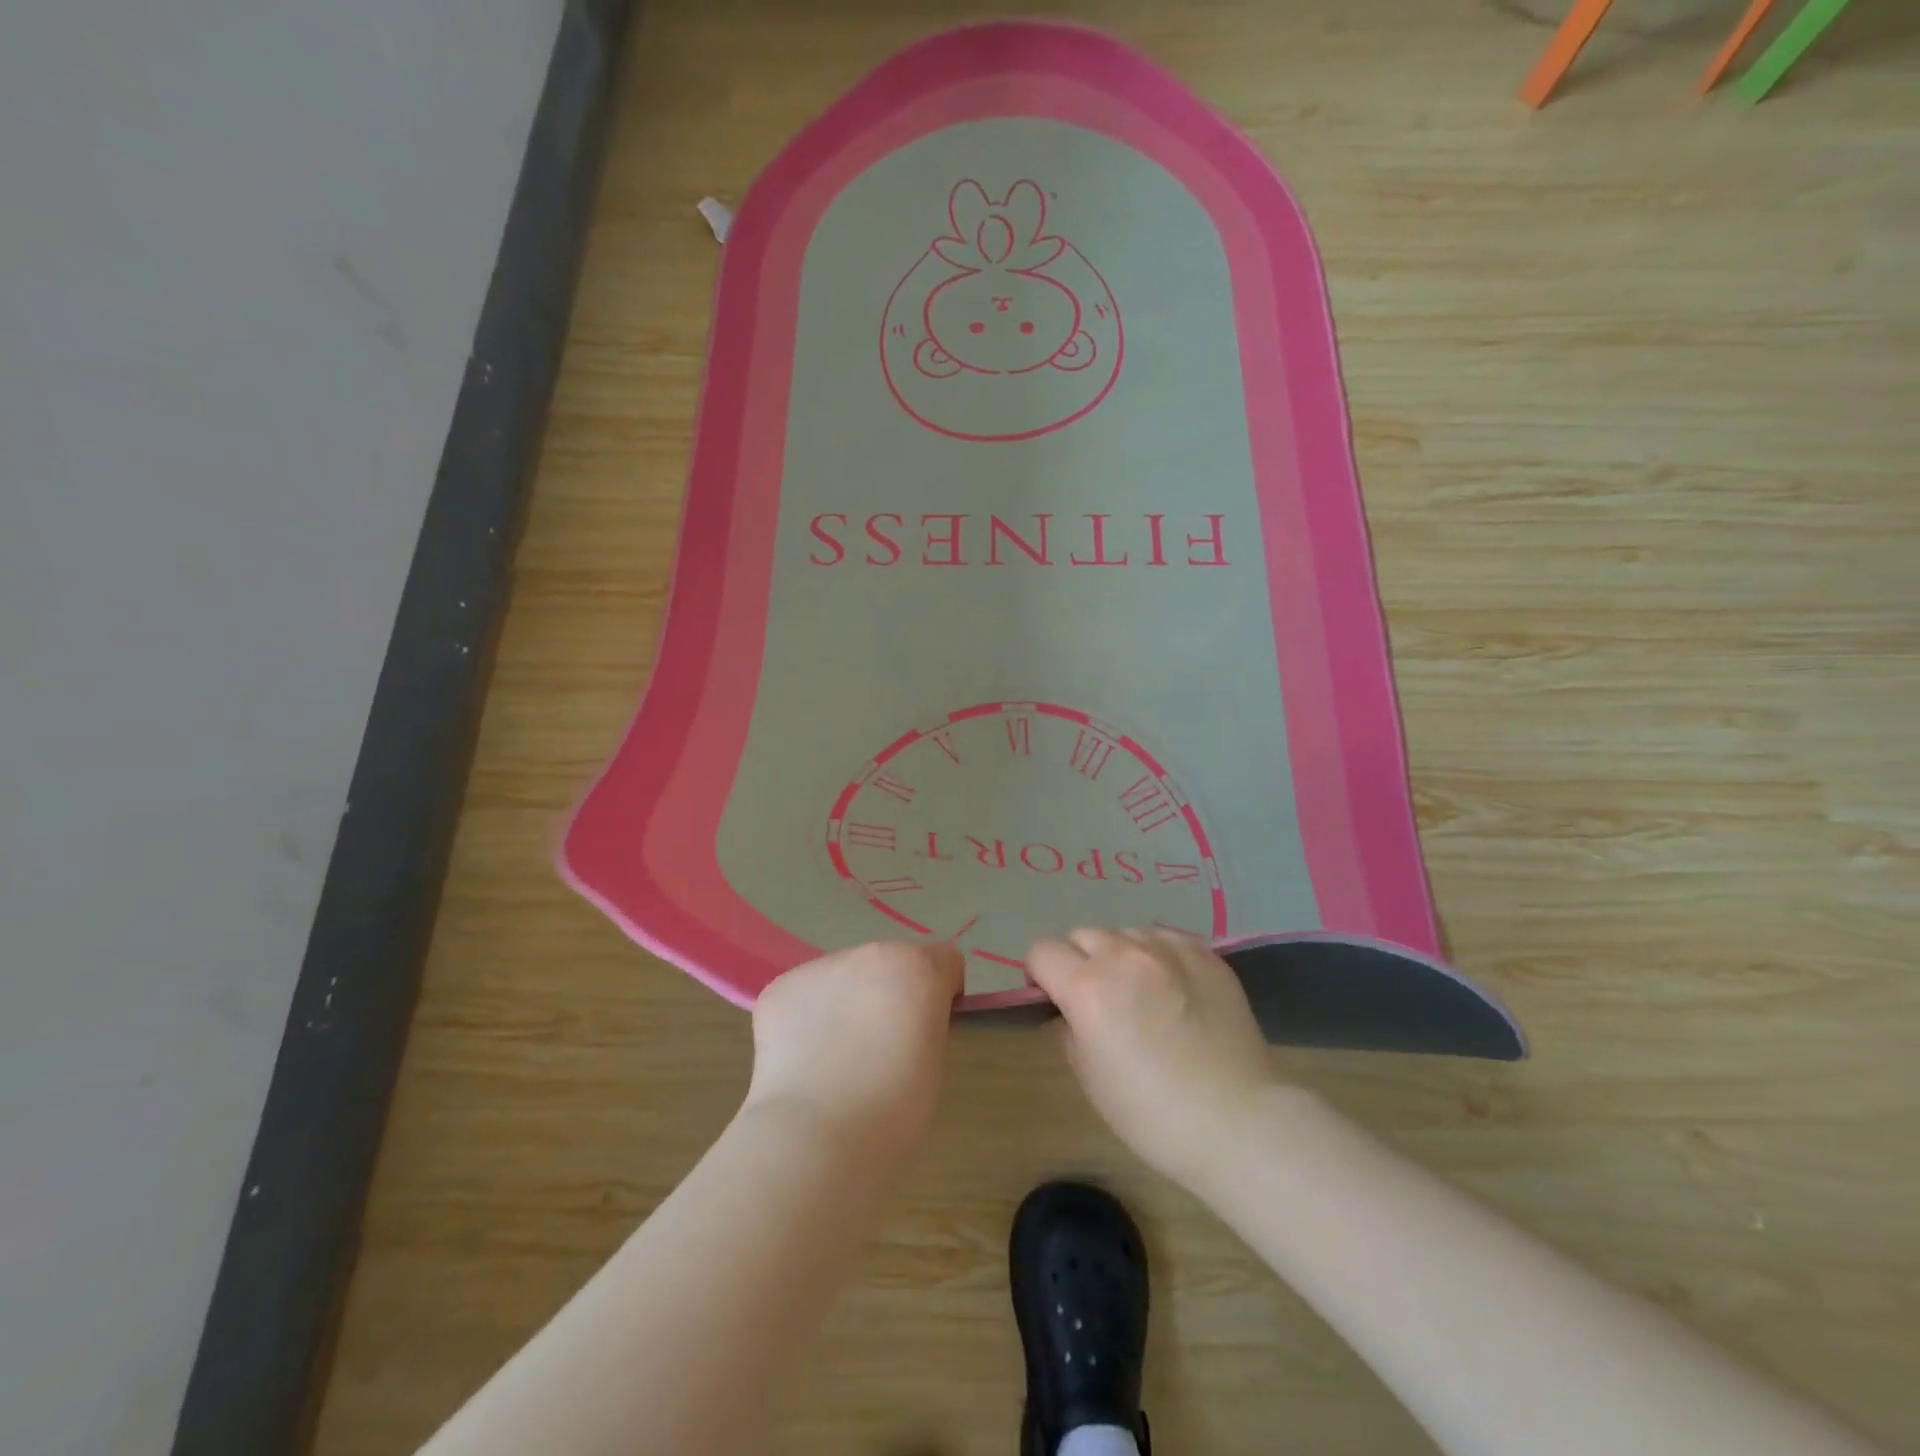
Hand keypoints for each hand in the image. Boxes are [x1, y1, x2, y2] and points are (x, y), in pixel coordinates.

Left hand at [744, 940, 963, 1161]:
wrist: (815, 1134)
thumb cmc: (892, 1108)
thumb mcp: (934, 1060)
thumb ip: (926, 1022)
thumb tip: (908, 1018)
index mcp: (916, 968)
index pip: (943, 960)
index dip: (939, 991)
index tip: (928, 1025)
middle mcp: (869, 954)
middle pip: (888, 963)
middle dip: (887, 992)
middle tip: (877, 1046)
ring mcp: (820, 966)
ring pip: (842, 976)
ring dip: (845, 1001)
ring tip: (834, 1058)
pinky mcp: (780, 987)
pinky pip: (804, 996)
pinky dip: (806, 1019)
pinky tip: (803, 1060)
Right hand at [1026, 928, 1286, 1191]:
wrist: (1237, 1121)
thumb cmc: (1151, 1113)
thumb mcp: (1088, 1077)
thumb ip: (1066, 1029)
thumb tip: (1065, 1009)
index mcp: (1087, 987)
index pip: (1043, 952)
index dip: (1042, 976)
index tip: (1055, 1000)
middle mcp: (1124, 956)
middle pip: (1082, 935)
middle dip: (1080, 962)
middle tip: (1099, 1000)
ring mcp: (1169, 949)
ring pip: (1124, 934)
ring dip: (1120, 956)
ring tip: (1141, 993)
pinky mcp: (1205, 953)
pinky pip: (1165, 939)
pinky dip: (1158, 957)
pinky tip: (1174, 990)